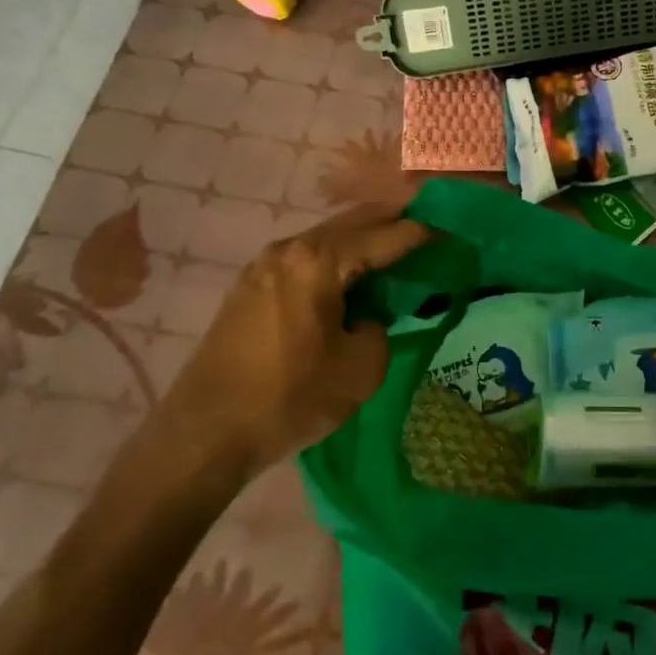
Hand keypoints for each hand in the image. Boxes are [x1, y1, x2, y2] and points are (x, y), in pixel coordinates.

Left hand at [161, 203, 429, 476]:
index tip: (451, 234)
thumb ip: (379, 329)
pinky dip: (335, 258)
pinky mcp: (249, 287)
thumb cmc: (289, 398)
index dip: (423, 234)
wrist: (204, 433)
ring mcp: (264, 265)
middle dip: (392, 221)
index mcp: (320, 261)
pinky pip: (305, 258)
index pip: (386, 236)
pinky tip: (348, 278)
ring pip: (326, 238)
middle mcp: (290, 249)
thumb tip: (365, 318)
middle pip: (354, 221)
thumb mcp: (360, 370)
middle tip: (427, 230)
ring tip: (392, 253)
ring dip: (362, 240)